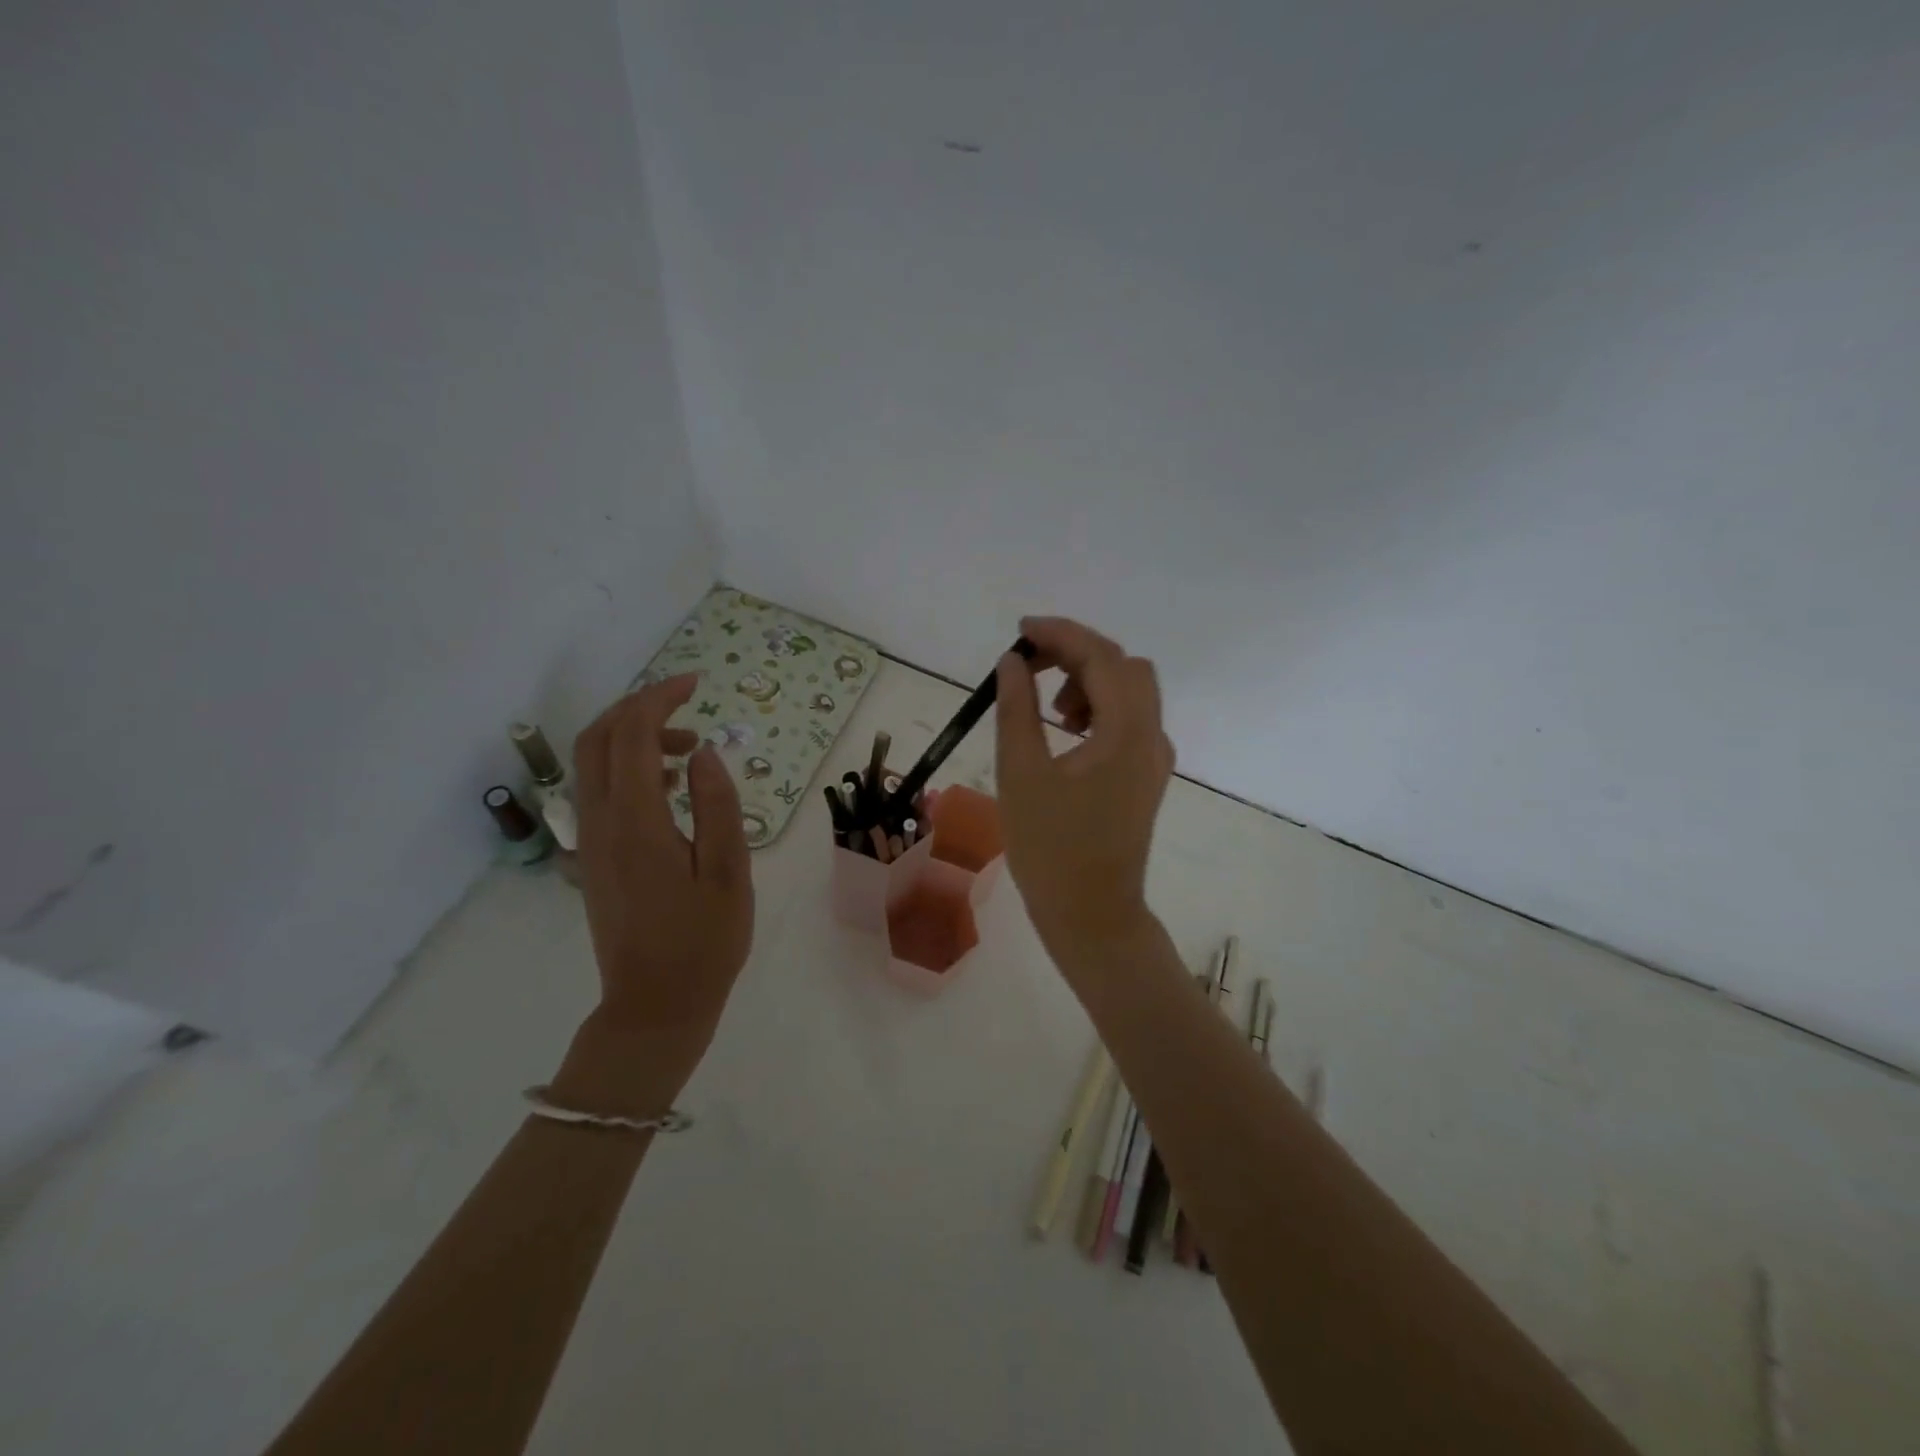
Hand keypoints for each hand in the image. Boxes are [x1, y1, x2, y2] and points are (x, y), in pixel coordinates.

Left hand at [555, 674, 753, 1113]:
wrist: (655, 1006)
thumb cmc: (704, 942)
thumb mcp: (729, 872)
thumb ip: (717, 805)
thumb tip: (705, 752)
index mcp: (637, 822)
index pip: (634, 735)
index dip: (661, 698)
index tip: (696, 683)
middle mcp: (601, 823)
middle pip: (598, 739)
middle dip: (639, 707)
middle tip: (687, 704)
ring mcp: (590, 842)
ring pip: (593, 764)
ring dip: (634, 738)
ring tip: (691, 748)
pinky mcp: (593, 858)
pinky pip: (600, 792)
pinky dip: (629, 768)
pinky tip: (672, 787)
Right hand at [994, 616, 1173, 966]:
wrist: (1092, 915)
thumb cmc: (1050, 849)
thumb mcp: (1022, 774)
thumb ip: (1016, 709)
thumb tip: (1012, 662)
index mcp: (1126, 733)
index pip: (1102, 657)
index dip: (1061, 634)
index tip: (1020, 631)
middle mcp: (1152, 737)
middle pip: (1124, 667)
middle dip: (1077, 655)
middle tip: (1031, 670)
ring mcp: (1155, 758)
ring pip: (1131, 692)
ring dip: (1089, 683)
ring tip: (1048, 715)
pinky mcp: (1147, 777)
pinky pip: (1130, 721)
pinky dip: (1099, 710)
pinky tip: (1066, 736)